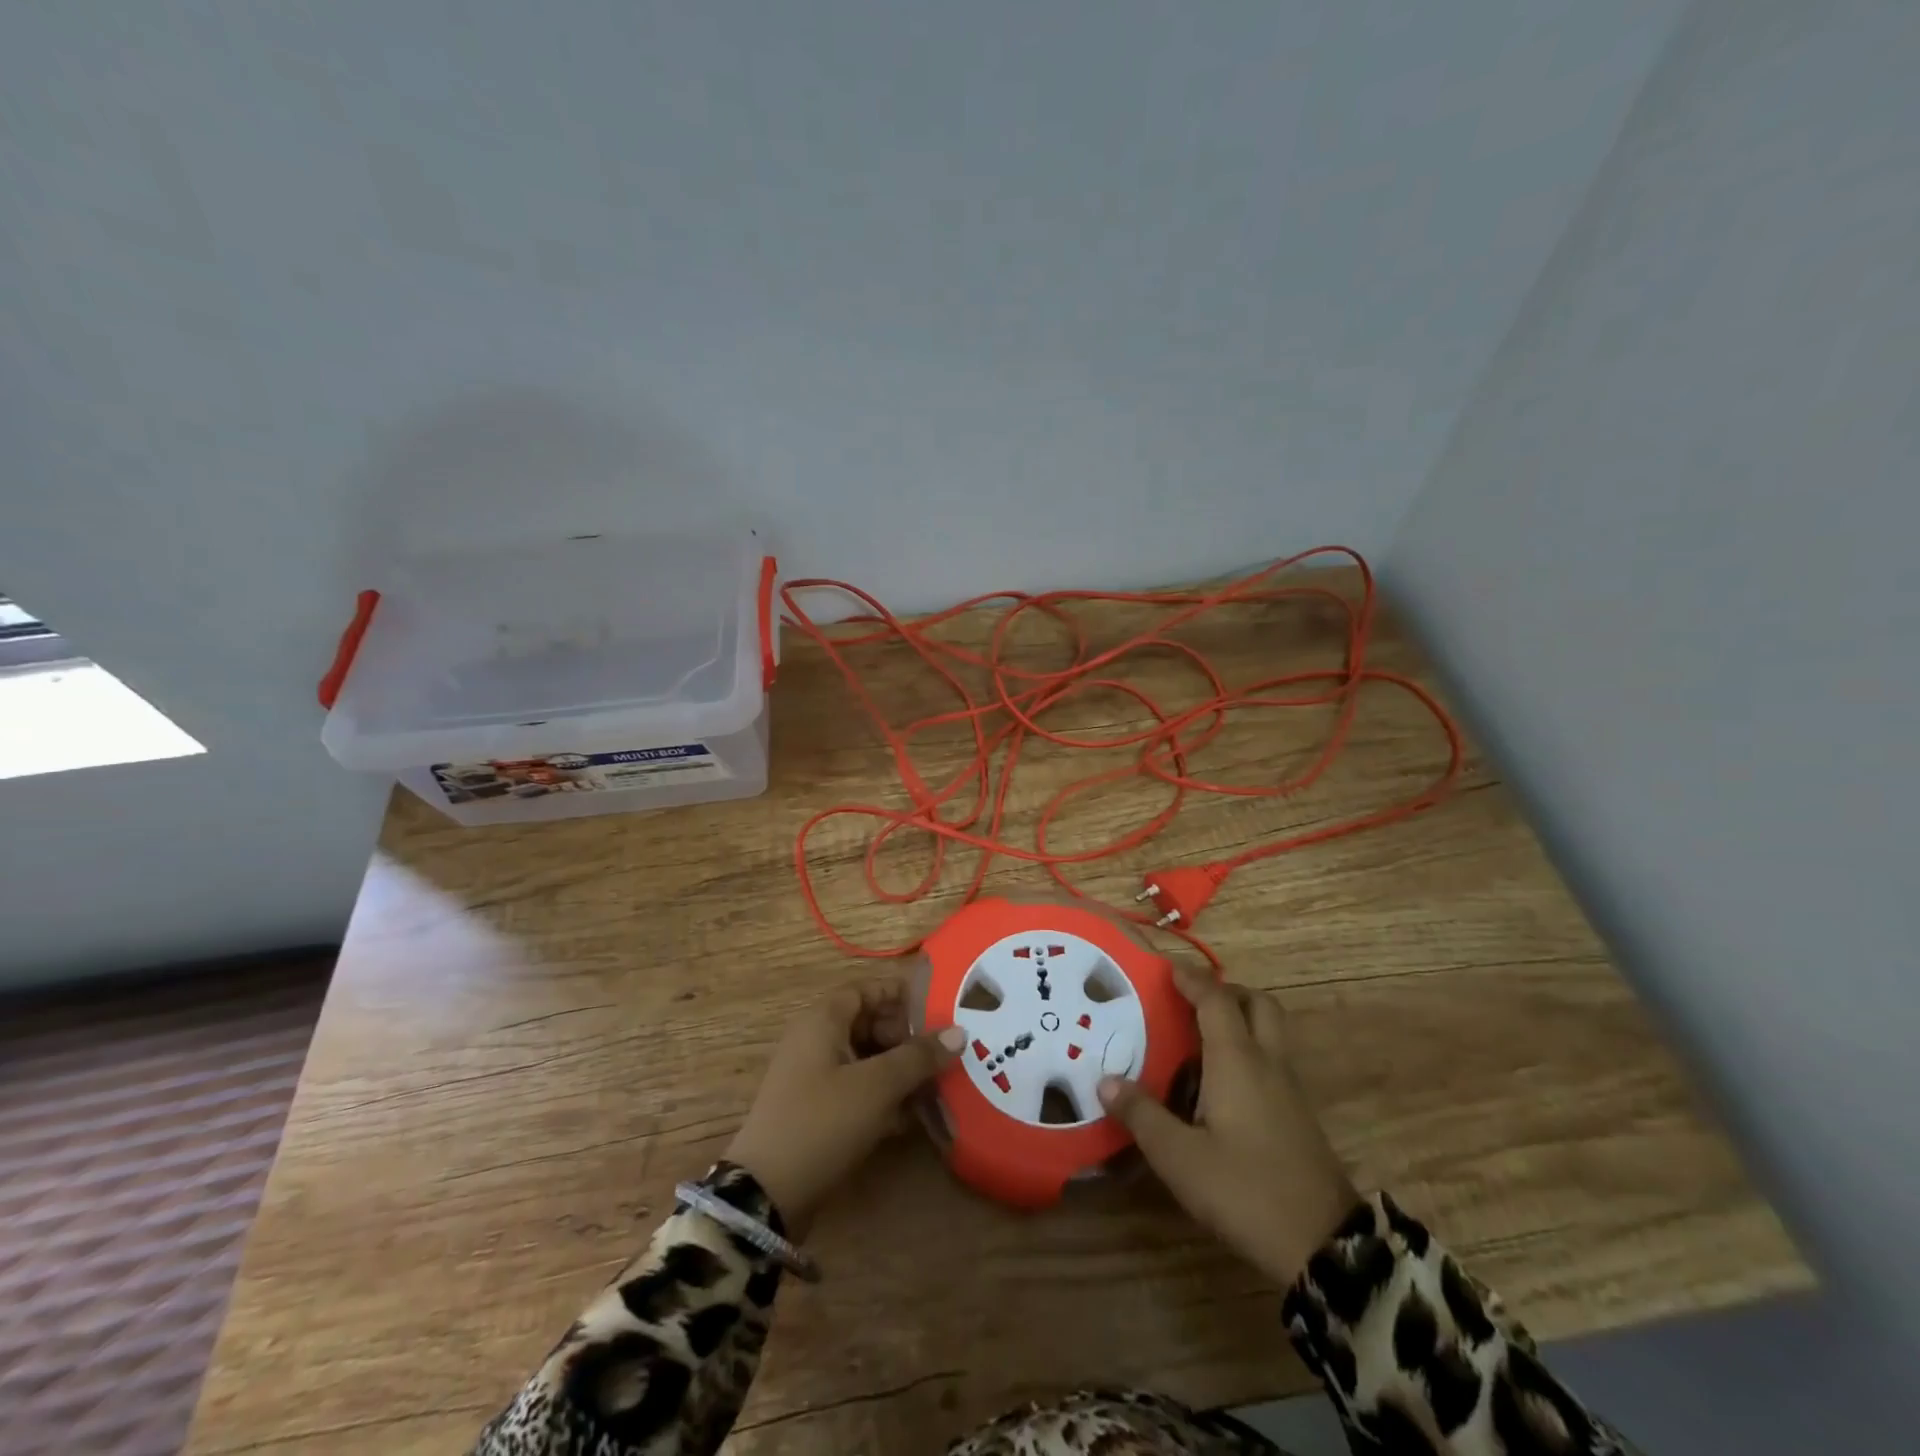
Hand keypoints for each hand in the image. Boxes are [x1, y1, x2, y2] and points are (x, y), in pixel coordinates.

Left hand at [725, 980, 964, 1232]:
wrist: (766, 1195)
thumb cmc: (822, 1122)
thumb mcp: (877, 1086)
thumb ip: (918, 1057)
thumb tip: (959, 1032)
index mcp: (823, 1020)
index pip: (867, 989)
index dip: (901, 995)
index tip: (939, 1008)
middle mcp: (816, 1041)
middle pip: (869, 1024)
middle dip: (907, 1037)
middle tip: (945, 1053)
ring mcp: (815, 1078)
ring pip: (867, 1060)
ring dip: (900, 1070)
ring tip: (939, 1085)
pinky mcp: (818, 1112)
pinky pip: (858, 1090)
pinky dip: (884, 1097)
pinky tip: (914, 1117)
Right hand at [1099, 965, 1357, 1285]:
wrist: (1325, 1247)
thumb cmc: (1245, 1190)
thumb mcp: (1179, 1158)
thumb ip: (1142, 1115)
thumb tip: (1106, 1080)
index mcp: (1237, 1060)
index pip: (1216, 999)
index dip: (1191, 979)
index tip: (1166, 969)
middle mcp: (1267, 1063)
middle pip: (1258, 1004)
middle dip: (1226, 992)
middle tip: (1192, 1002)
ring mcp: (1289, 1090)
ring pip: (1269, 1033)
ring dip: (1239, 1021)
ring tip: (1197, 1041)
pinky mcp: (1298, 1117)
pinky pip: (1271, 1062)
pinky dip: (1247, 1053)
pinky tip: (1218, 1085)